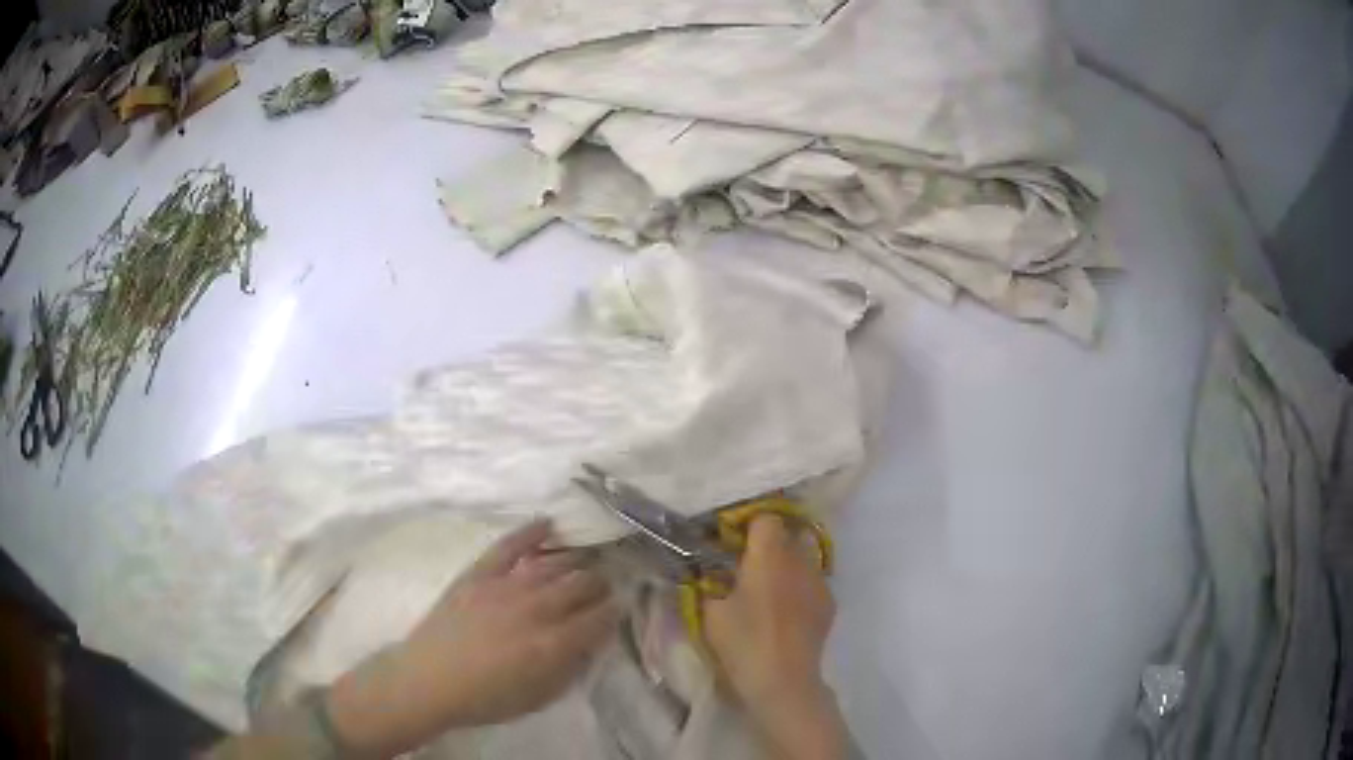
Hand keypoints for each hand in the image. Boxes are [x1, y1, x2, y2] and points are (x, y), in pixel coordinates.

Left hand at [326, 519, 617, 756]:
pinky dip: (530, 532)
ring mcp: (505, 586)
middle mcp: (536, 609)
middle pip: (581, 584)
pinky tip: (548, 523)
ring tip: (586, 560)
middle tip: (605, 584)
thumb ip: (570, 668)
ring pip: (553, 564)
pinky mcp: (478, 574)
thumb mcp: (539, 697)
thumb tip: (591, 642)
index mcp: (553, 644)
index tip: (622, 605)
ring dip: (576, 560)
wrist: (429, 680)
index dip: (615, 609)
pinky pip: (509, 545)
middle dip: (600, 583)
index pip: (599, 617)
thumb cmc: (487, 697)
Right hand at [704, 515, 846, 759]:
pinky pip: (814, 581)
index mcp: (769, 554)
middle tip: (749, 562)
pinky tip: (788, 608)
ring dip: (789, 562)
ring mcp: (819, 581)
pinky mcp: (829, 603)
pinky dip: (801, 585)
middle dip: (772, 541)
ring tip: (770, 585)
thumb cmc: (743, 641)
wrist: (783, 679)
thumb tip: (708, 570)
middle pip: (790, 533)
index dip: (749, 524)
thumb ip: (709, 582)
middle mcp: (799, 559)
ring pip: (806, 556)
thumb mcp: (711, 611)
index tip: (733, 540)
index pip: (766, 517)